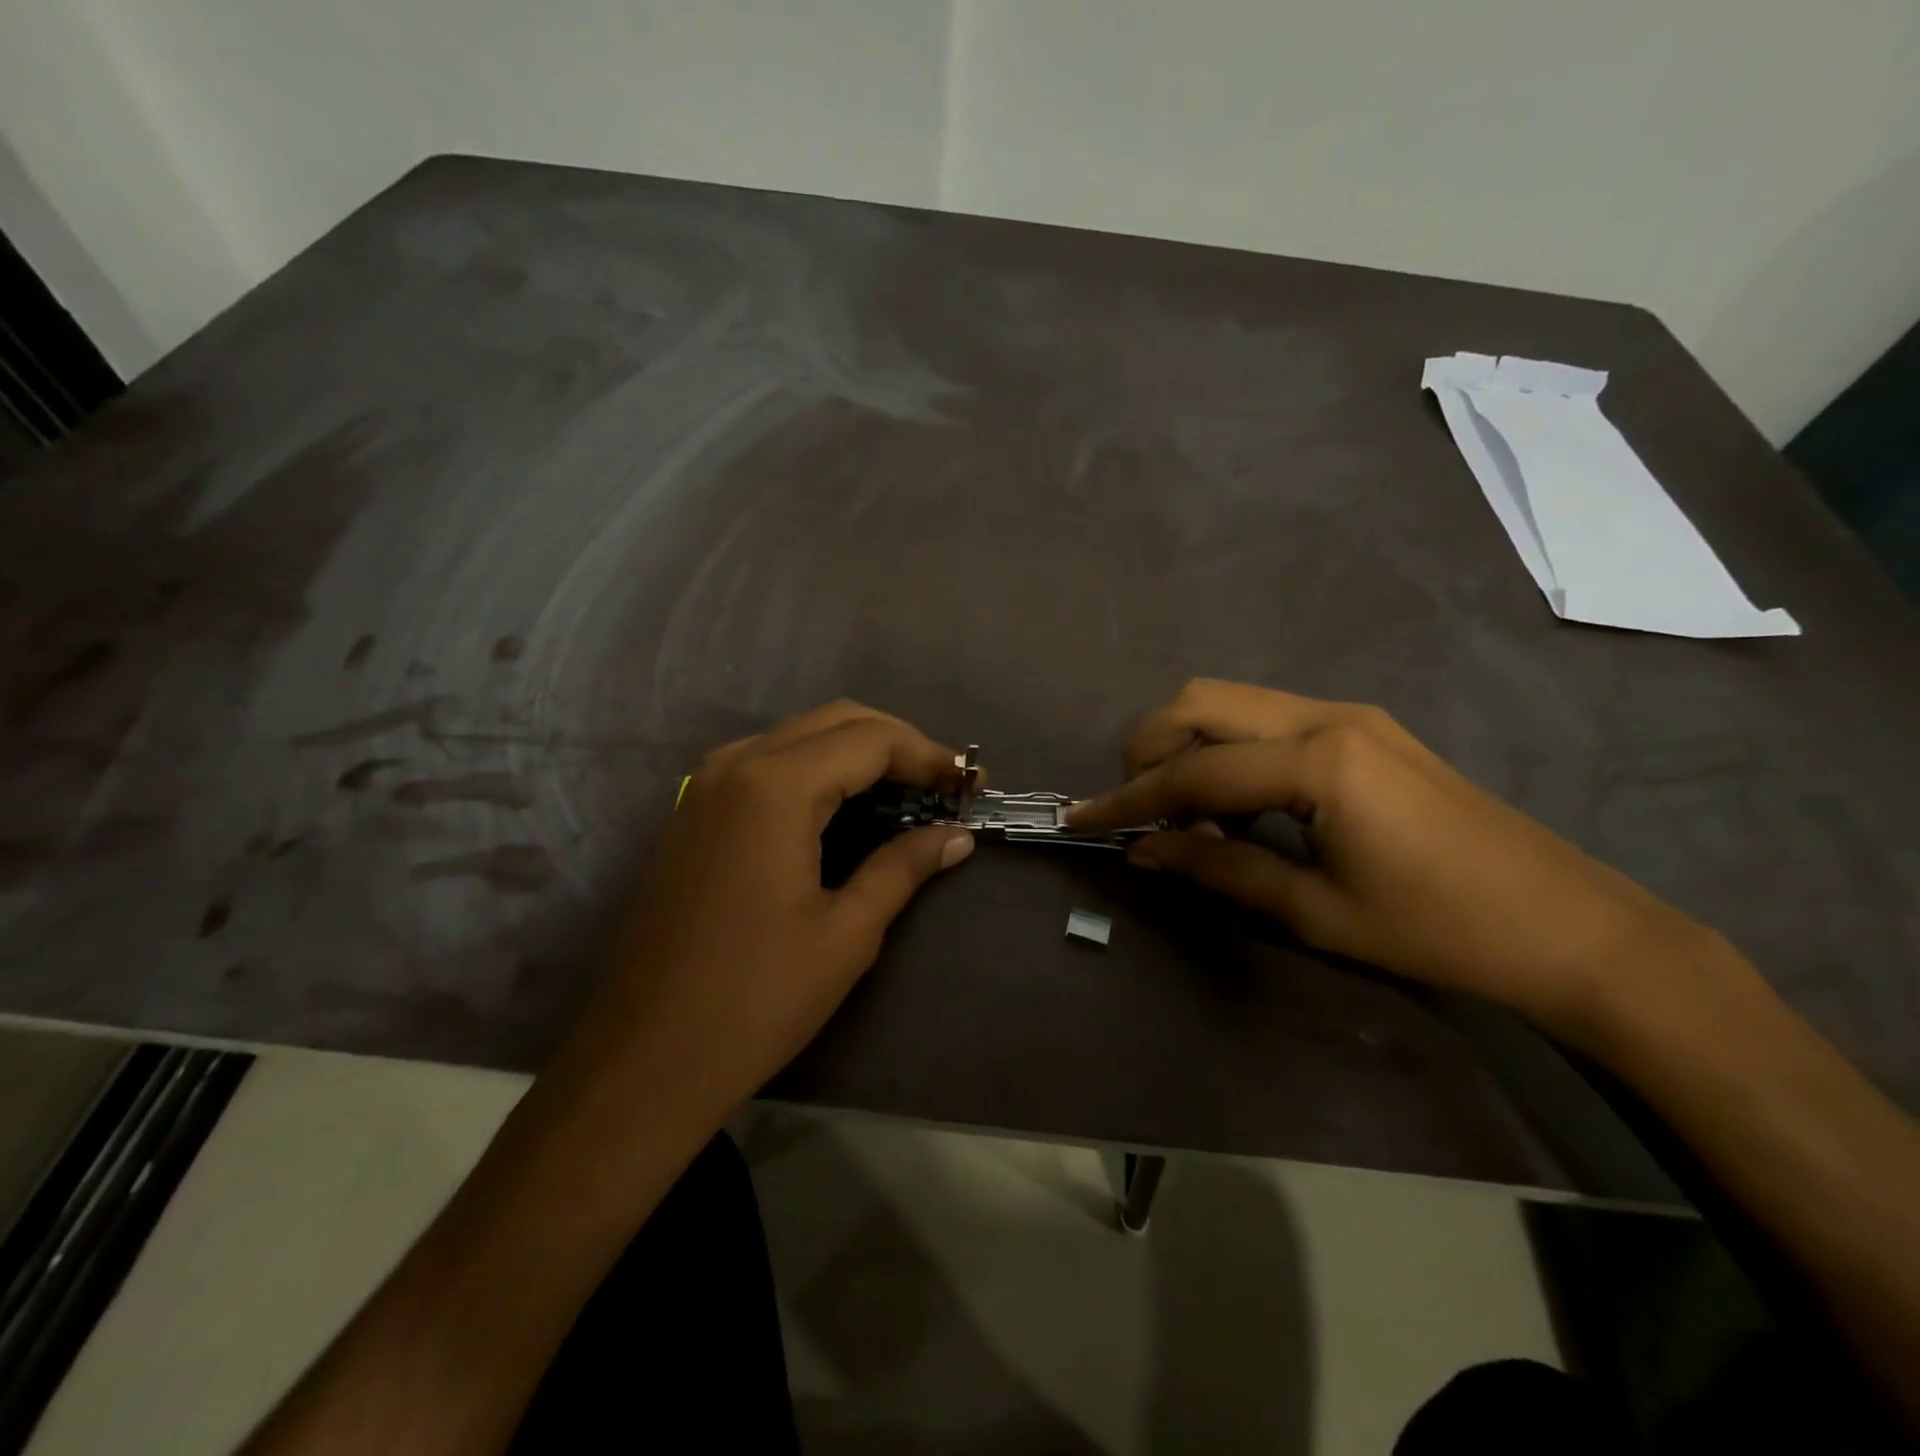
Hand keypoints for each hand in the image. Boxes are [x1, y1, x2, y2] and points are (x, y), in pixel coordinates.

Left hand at [563, 701, 973, 1118]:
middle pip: (836, 720)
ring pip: (799, 735)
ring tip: (905, 792)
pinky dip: (817, 769)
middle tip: (943, 785)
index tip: (971, 785)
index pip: (871, 740)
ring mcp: (706, 785)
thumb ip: (904, 866)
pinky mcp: (694, 812)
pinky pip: (767, 762)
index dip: (929, 756)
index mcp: (775, 787)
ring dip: (857, 751)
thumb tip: (957, 836)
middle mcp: (737, 765)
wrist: (645, 1059)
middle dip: (898, 744)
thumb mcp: (847, 933)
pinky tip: (844, 808)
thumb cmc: (756, 999)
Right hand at [1068, 680, 1722, 1035]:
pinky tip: (1238, 806)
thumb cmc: (1440, 931)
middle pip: (1201, 702)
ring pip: (1231, 702)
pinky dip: (1229, 751)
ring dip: (1189, 747)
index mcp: (1319, 762)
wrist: (1571, 927)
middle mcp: (1327, 716)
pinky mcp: (1363, 729)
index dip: (1130, 801)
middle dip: (1150, 749)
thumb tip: (1143, 851)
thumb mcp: (1316, 912)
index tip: (1081, 819)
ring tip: (1188, 817)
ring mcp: (1349, 714)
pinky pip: (1267, 721)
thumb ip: (1218, 869)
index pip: (1194, 772)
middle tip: (1140, 811)